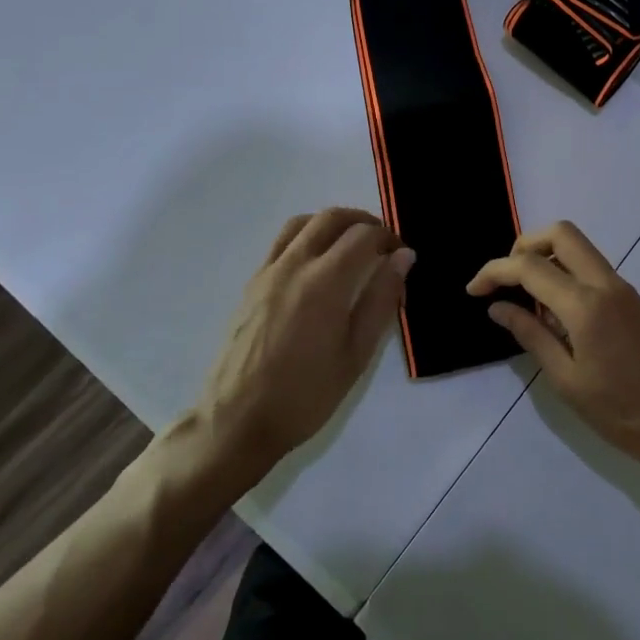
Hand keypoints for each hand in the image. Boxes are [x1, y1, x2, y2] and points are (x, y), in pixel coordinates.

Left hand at [187, 208, 413, 482]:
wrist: (236, 421)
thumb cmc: (305, 395)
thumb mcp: (356, 354)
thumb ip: (381, 299)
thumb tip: (403, 257)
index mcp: (324, 282)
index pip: (363, 236)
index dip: (389, 238)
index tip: (402, 256)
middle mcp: (294, 265)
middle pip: (331, 218)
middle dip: (363, 221)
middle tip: (382, 243)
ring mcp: (267, 272)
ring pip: (302, 223)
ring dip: (332, 223)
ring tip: (350, 246)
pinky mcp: (251, 284)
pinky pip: (282, 242)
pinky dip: (306, 236)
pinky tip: (318, 265)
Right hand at [468, 222, 639, 478]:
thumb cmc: (623, 413)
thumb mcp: (567, 381)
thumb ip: (531, 336)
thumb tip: (498, 306)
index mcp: (586, 304)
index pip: (530, 266)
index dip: (494, 271)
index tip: (473, 291)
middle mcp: (606, 283)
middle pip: (561, 233)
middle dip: (524, 246)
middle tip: (505, 281)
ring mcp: (623, 289)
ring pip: (578, 248)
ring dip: (546, 258)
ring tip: (526, 303)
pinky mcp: (632, 300)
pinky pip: (591, 269)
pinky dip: (565, 274)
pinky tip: (554, 316)